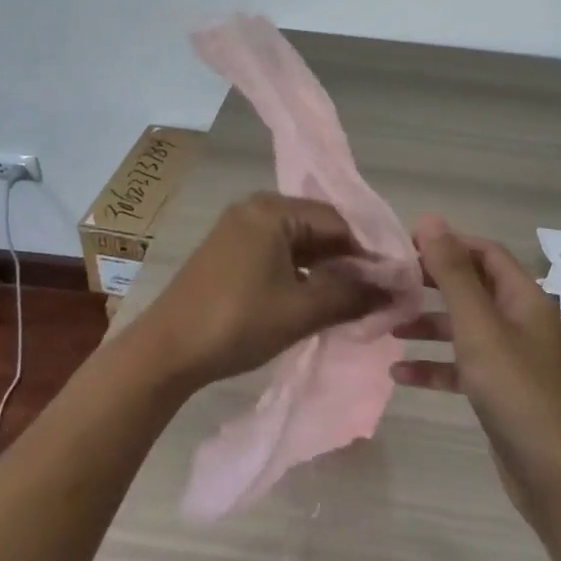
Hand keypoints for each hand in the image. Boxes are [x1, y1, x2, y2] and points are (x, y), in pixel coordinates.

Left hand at [135, 192, 388, 390]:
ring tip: (353, 299)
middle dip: (349, 260)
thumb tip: (395, 291)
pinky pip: (278, 253)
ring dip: (326, 268)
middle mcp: (255, 208)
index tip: (393, 282)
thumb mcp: (302, 310)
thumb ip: (352, 295)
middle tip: (377, 293)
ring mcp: (239, 229)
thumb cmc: (237, 322)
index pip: (339, 221)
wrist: (165, 352)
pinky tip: (317, 298)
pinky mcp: (229, 252)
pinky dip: (301, 272)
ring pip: (299, 242)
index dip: (370, 252)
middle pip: (319, 228)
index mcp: (273, 210)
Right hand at [391, 216, 560, 535]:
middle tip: (390, 281)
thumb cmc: (516, 391)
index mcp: (524, 298)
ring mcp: (512, 358)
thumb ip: (453, 274)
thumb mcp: (479, 327)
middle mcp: (521, 321)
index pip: (485, 253)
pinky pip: (463, 366)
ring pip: (464, 328)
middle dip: (432, 283)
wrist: (553, 475)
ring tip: (387, 325)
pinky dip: (435, 366)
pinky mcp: (500, 391)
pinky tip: (400, 375)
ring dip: (428, 325)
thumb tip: (431, 220)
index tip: (405, 245)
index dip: (448, 243)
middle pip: (473, 288)